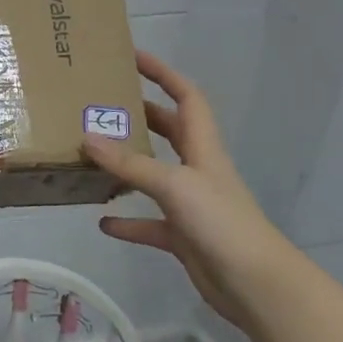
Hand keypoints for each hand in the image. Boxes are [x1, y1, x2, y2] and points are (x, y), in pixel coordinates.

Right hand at [82, 51, 290, 327]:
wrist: (255, 284)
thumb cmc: (221, 222)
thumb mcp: (174, 185)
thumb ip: (131, 164)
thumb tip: (87, 138)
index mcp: (203, 147)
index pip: (186, 96)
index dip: (163, 73)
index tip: (133, 57)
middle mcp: (197, 169)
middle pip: (169, 131)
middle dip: (140, 115)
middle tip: (103, 104)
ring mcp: (190, 204)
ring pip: (154, 176)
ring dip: (128, 166)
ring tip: (94, 155)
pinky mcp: (183, 236)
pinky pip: (149, 223)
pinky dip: (127, 222)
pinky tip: (102, 222)